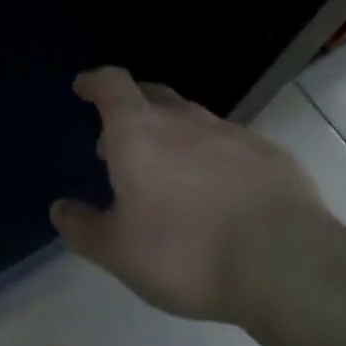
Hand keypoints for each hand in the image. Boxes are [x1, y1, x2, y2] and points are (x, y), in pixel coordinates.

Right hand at [51, 67, 335, 323]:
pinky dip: (214, 157)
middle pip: (152, 94)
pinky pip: (231, 145)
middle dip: (132, 107)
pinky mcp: (270, 155)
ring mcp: (231, 133)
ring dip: (174, 134)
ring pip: (193, 119)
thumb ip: (84, 228)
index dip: (95, 82)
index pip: (112, 84)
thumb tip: (60, 209)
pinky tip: (219, 192)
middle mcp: (183, 120)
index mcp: (138, 131)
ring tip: (169, 171)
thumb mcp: (118, 251)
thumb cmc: (185, 252)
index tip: (84, 87)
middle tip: (120, 139)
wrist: (285, 264)